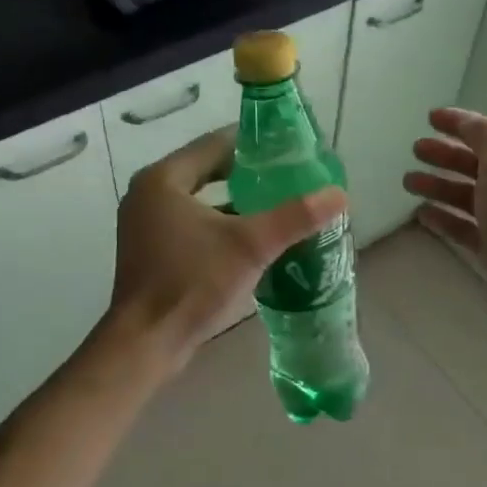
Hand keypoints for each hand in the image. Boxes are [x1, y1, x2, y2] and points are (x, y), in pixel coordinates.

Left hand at [106, 127, 345, 370]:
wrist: (147, 342)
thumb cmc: (193, 282)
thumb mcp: (251, 245)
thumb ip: (295, 217)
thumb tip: (340, 194)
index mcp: (163, 180)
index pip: (214, 144)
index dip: (253, 144)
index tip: (288, 149)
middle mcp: (148, 195)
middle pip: (207, 172)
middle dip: (248, 176)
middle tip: (289, 178)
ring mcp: (146, 226)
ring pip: (200, 202)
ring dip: (236, 203)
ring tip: (278, 206)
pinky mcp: (152, 254)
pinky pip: (192, 226)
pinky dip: (220, 227)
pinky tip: (253, 240)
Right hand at [403, 107, 486, 344]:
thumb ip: (485, 137)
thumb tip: (469, 122)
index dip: (463, 124)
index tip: (429, 118)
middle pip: (481, 165)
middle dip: (448, 156)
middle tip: (415, 149)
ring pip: (471, 197)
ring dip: (440, 186)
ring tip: (408, 181)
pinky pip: (467, 228)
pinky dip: (445, 218)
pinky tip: (421, 213)